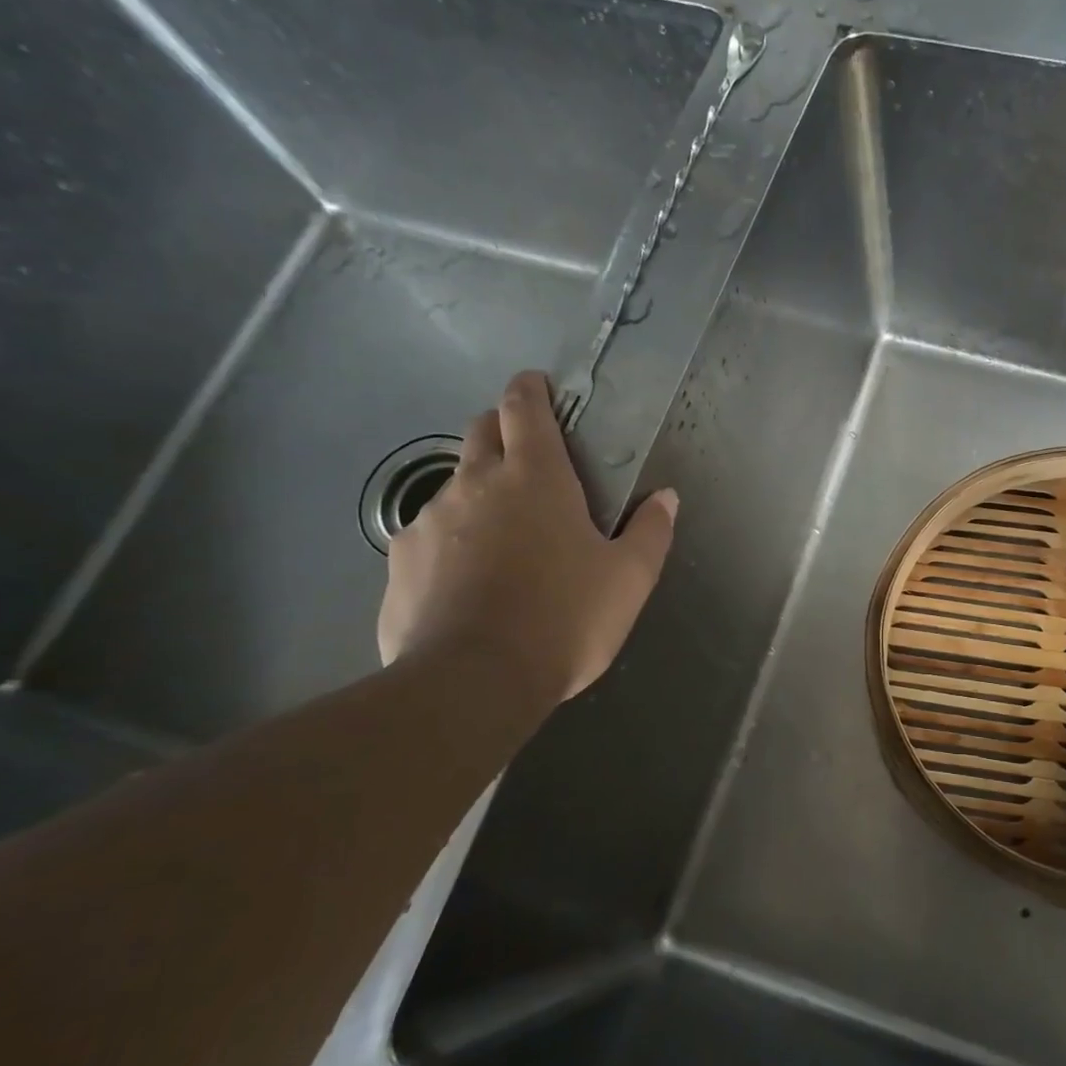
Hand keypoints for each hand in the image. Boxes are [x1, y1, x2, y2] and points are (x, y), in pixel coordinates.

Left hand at [376, 370, 677, 718]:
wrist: (473, 682)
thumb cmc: (565, 619)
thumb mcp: (629, 579)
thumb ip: (650, 532)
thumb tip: (665, 497)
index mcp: (534, 478)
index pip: (524, 408)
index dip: (530, 388)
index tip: (536, 384)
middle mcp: (474, 484)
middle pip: (480, 431)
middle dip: (502, 429)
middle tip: (529, 459)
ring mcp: (429, 521)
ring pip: (454, 485)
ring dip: (479, 492)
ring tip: (504, 537)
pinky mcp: (400, 562)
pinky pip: (429, 535)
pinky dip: (452, 541)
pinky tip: (468, 581)